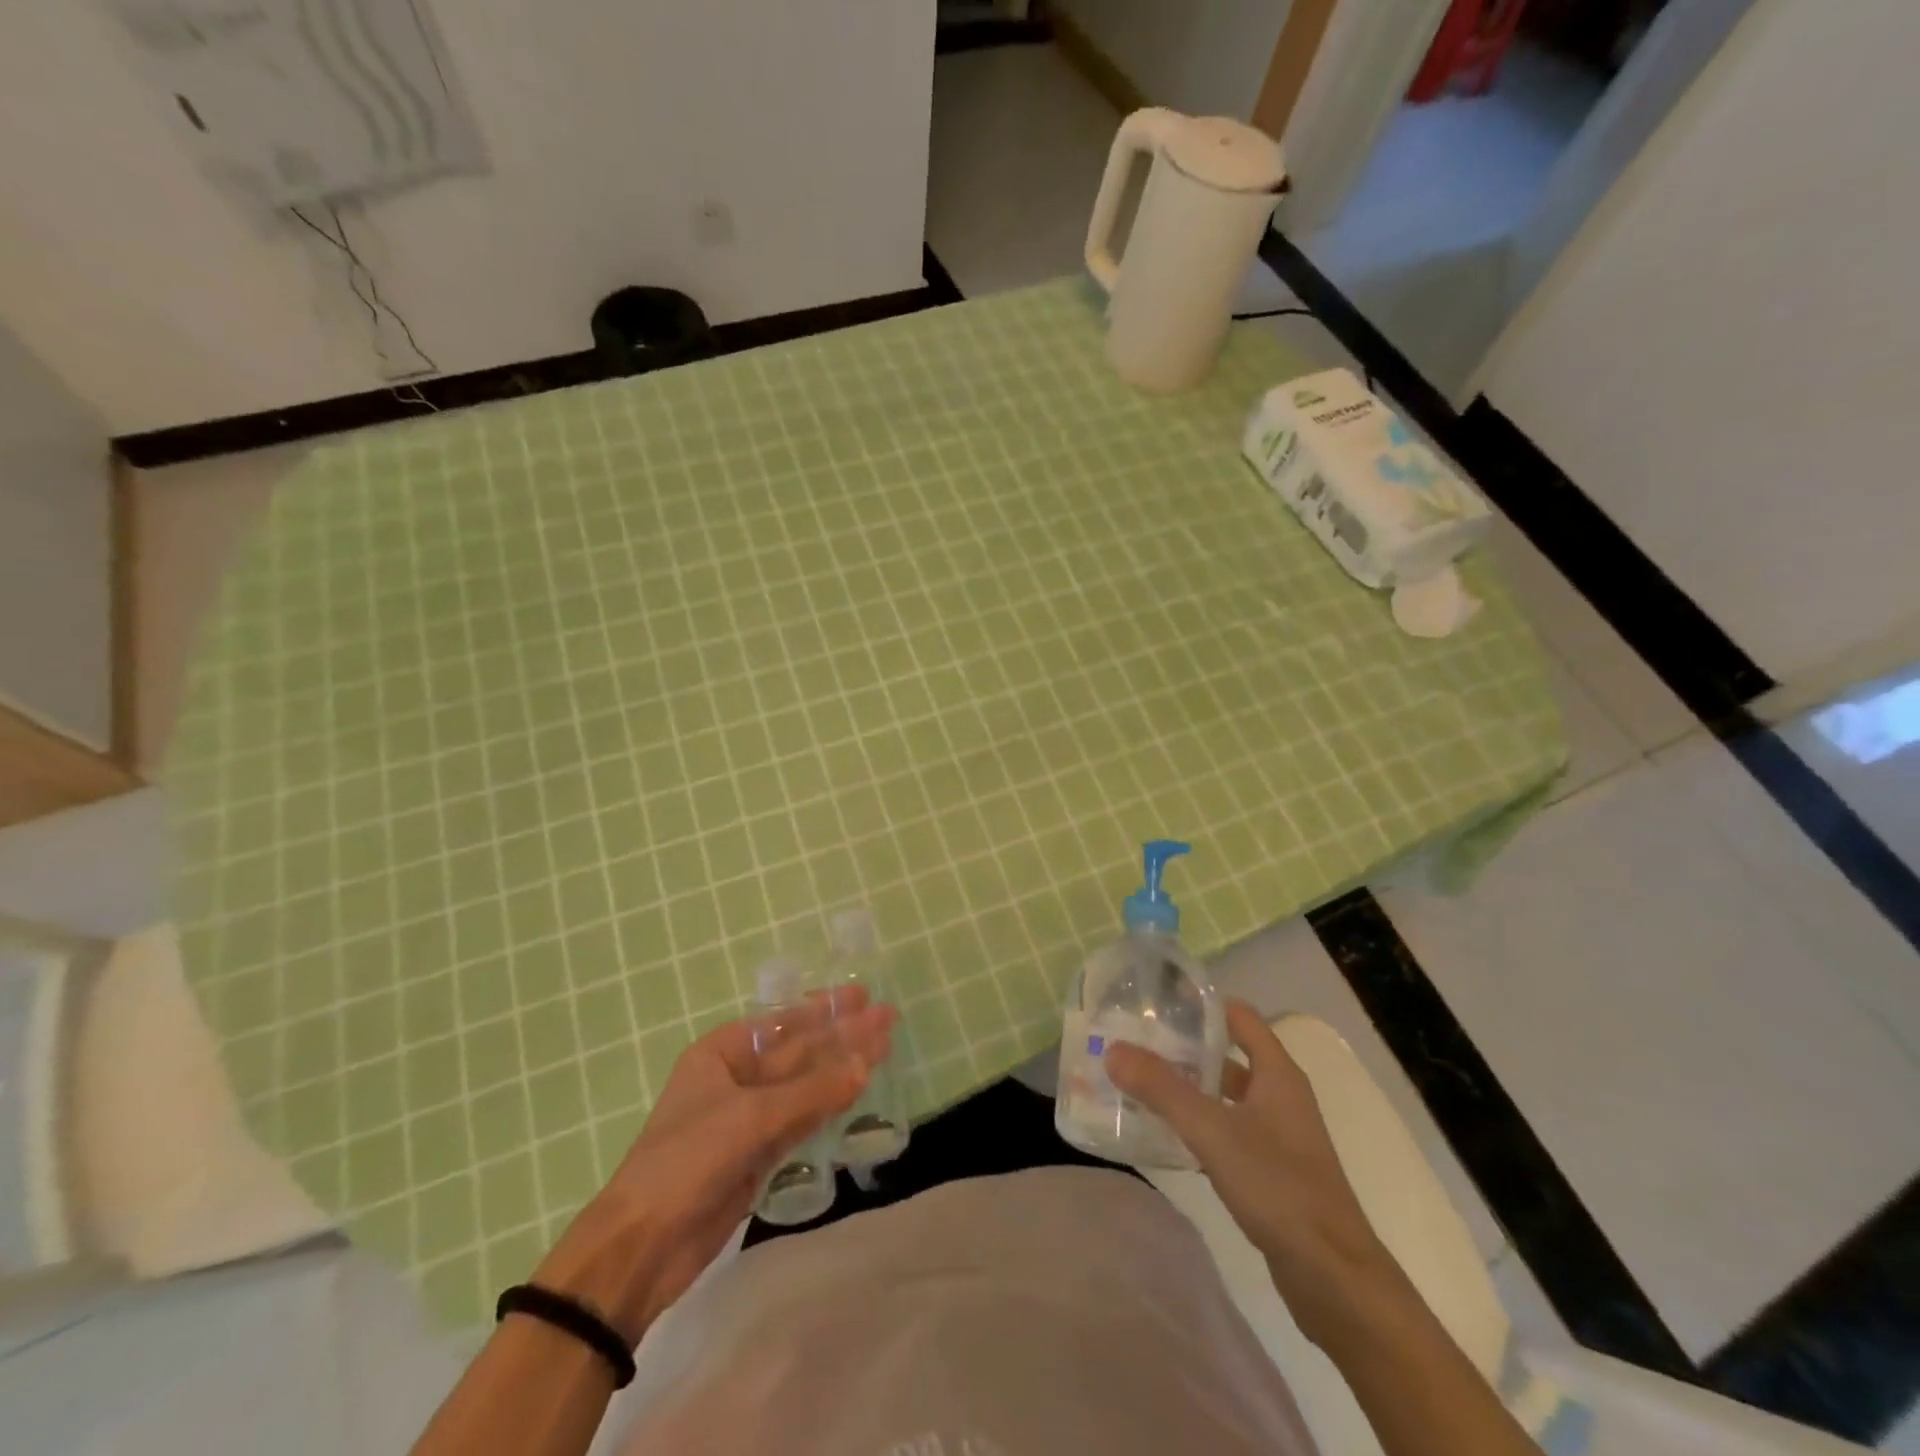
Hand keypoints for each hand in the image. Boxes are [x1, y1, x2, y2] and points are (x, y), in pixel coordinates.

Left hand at [533, 991, 895, 1342]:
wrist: (644, 1246)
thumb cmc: (687, 1159)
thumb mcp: (750, 1117)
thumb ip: (811, 1092)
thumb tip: (864, 1066)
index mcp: (721, 1053)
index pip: (782, 1021)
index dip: (824, 1008)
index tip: (862, 995)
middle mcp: (736, 1078)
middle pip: (800, 1050)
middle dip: (842, 1035)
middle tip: (887, 1017)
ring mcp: (749, 1117)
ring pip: (806, 1085)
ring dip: (843, 1068)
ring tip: (884, 1047)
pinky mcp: (760, 1154)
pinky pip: (803, 1119)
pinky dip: (830, 1105)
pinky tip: (858, 1089)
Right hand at [1106, 999, 1396, 1339]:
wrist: (1334, 1278)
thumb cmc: (1279, 1186)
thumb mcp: (1213, 1130)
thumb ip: (1162, 1089)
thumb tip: (1114, 1049)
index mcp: (1278, 1074)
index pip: (1240, 1017)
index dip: (1202, 1004)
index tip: (1158, 1001)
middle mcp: (1280, 1096)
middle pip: (1228, 1056)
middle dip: (1184, 1048)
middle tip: (1135, 1043)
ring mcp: (1278, 1135)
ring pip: (1225, 1096)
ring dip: (1188, 1088)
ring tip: (1139, 1084)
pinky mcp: (1270, 1171)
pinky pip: (1226, 1131)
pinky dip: (1197, 1125)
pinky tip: (1164, 1134)